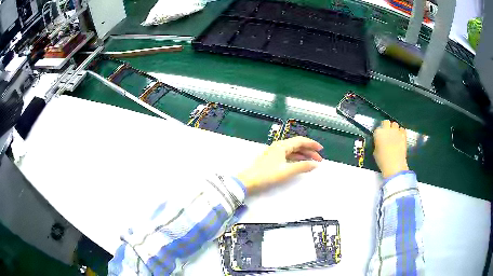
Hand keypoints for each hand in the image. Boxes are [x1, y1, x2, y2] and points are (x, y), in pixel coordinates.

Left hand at [237, 136, 322, 194]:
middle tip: (319, 159)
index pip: (300, 141)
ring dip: (303, 155)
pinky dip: (296, 159)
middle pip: (297, 145)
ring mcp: (275, 152)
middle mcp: (279, 146)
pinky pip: (288, 155)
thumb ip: (302, 166)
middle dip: (309, 151)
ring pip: (293, 151)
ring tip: (313, 162)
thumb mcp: (286, 171)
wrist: (248, 181)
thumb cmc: (267, 175)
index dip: (312, 144)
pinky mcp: (273, 159)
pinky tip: (301, 163)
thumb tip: (315, 164)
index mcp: (282, 145)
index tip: (321, 149)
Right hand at [373, 120, 408, 179]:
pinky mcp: (403, 135)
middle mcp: (387, 129)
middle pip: (386, 122)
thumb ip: (377, 144)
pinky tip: (400, 137)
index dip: (379, 133)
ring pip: (395, 124)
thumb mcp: (375, 152)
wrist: (395, 165)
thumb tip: (379, 142)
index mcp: (378, 133)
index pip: (377, 128)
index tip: (379, 137)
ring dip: (394, 128)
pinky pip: (402, 129)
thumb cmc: (382, 160)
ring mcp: (396, 131)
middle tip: (387, 133)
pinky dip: (401, 132)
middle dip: (386, 126)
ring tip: (394, 134)